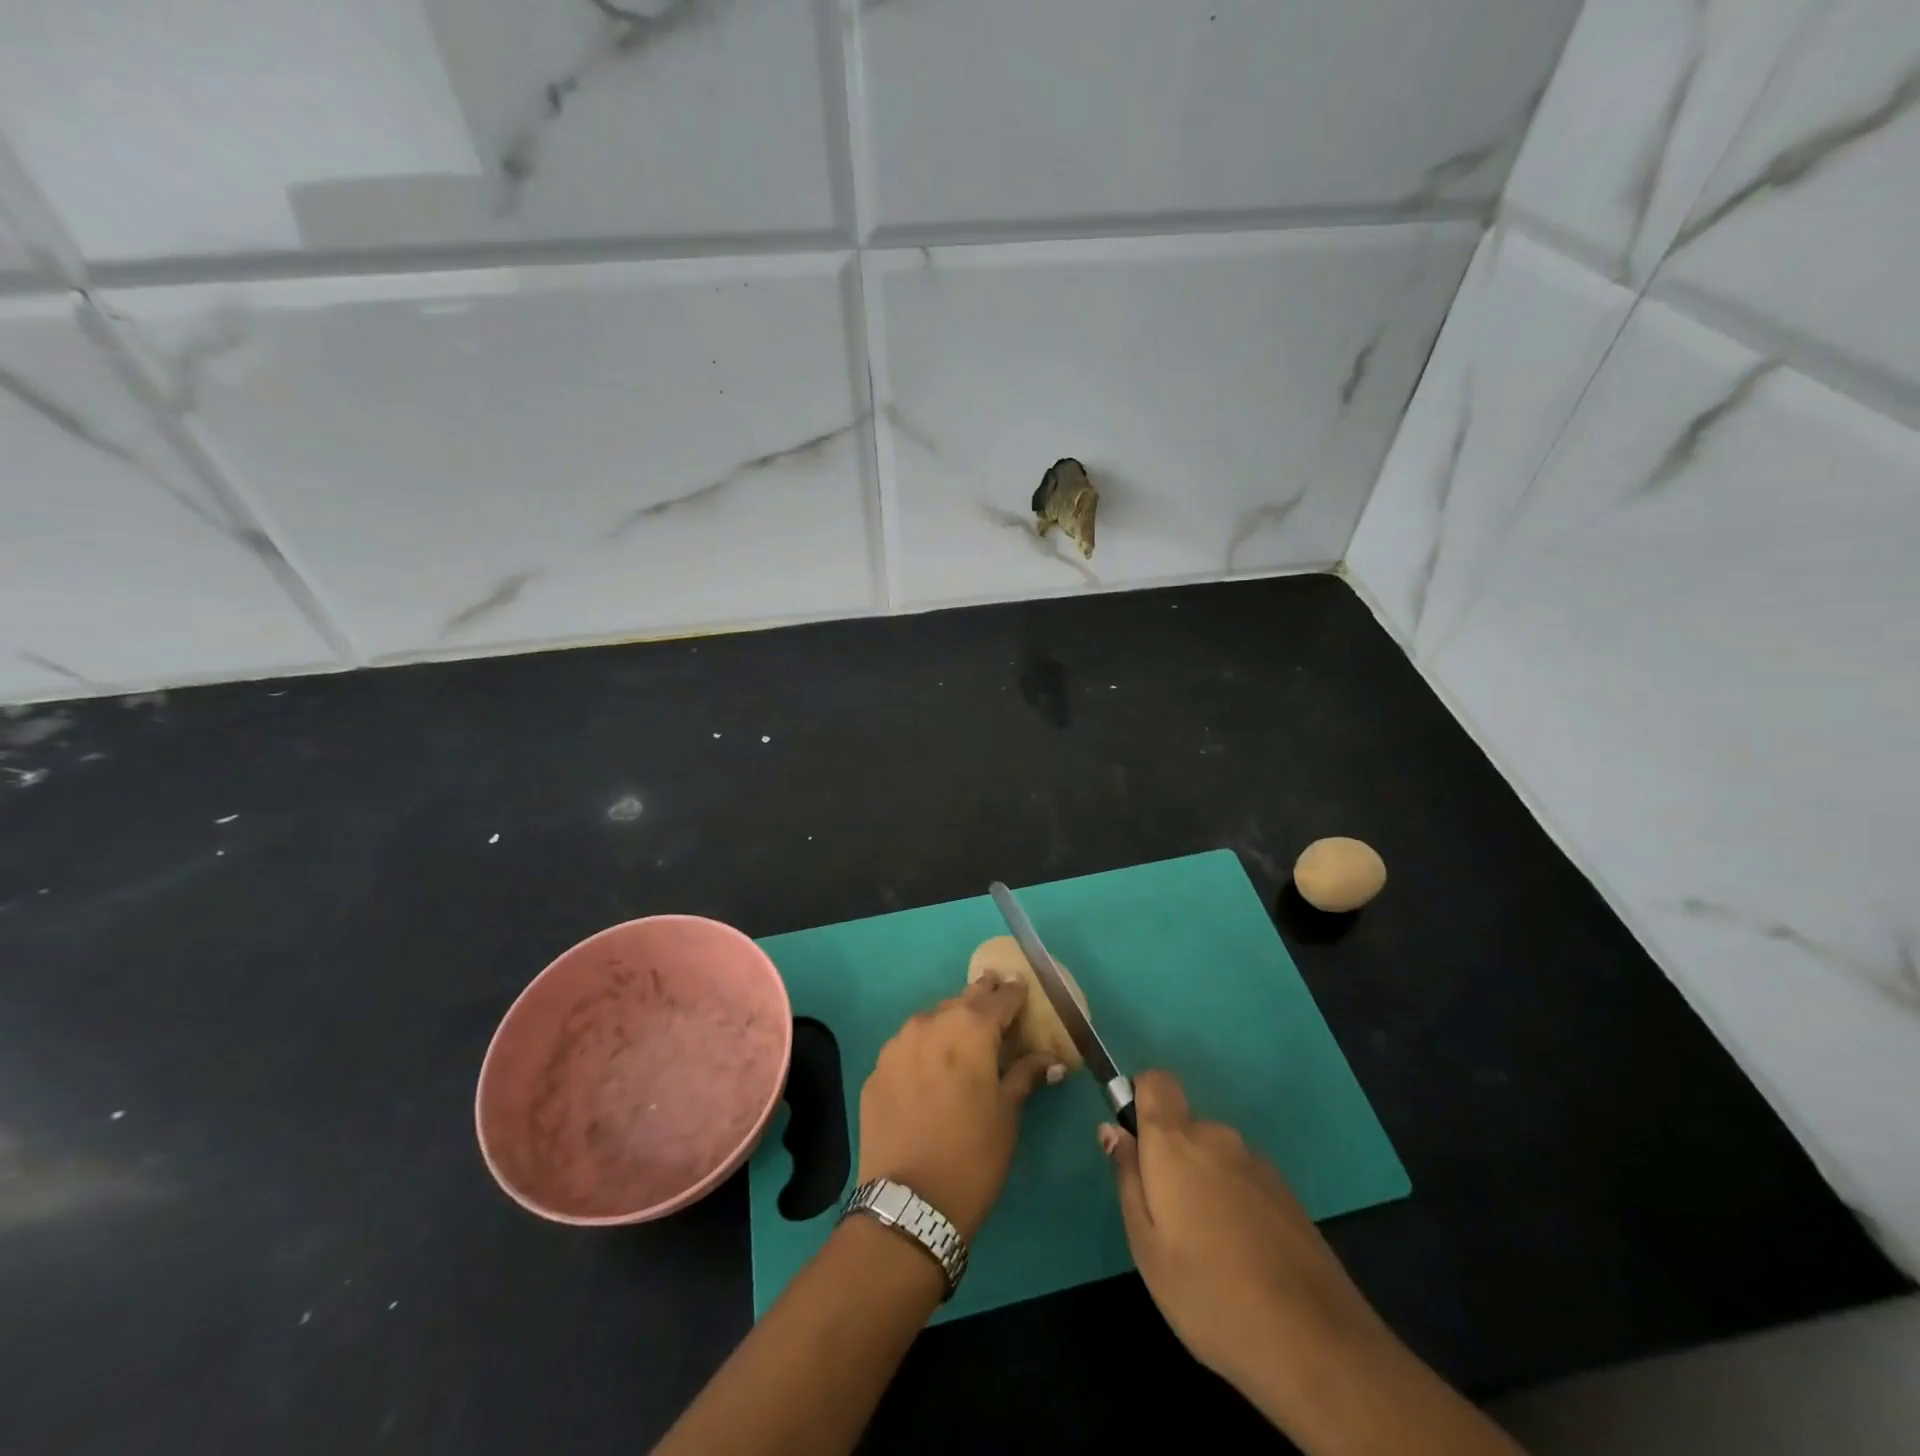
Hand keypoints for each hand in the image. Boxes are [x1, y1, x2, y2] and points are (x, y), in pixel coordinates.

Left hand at [858, 976, 1064, 1240]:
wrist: (908, 1204)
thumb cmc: (973, 1156)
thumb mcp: (1007, 1115)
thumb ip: (1025, 1075)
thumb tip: (1052, 1060)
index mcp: (970, 1028)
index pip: (999, 998)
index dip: (1013, 992)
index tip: (1021, 986)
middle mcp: (931, 1022)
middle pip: (962, 1000)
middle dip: (981, 998)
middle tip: (995, 994)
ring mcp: (897, 1044)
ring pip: (931, 1019)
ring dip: (950, 1021)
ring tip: (963, 1034)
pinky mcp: (877, 1069)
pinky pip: (907, 1047)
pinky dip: (924, 1049)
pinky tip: (931, 1068)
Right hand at [1100, 1070, 1386, 1392]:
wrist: (1317, 1346)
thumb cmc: (1211, 1297)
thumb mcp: (1147, 1247)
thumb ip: (1127, 1178)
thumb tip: (1112, 1130)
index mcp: (1176, 1143)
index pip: (1155, 1081)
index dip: (1139, 1097)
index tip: (1133, 1144)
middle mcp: (1217, 1138)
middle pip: (1184, 1125)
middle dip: (1169, 1158)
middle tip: (1167, 1222)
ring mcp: (1257, 1164)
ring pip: (1213, 1155)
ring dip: (1202, 1183)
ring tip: (1207, 1250)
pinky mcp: (1286, 1193)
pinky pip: (1242, 1179)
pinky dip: (1233, 1202)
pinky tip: (1242, 1258)